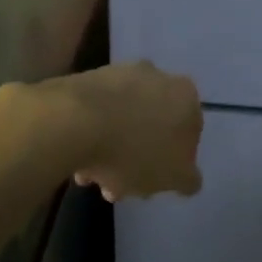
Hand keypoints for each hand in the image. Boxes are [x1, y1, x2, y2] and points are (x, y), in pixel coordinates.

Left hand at [57, 62, 203, 201]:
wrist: (72, 121)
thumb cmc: (134, 151)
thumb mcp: (173, 177)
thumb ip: (188, 179)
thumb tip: (189, 178)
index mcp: (185, 95)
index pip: (189, 134)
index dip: (172, 163)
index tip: (152, 184)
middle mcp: (156, 76)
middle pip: (151, 127)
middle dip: (137, 159)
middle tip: (119, 187)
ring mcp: (118, 74)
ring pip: (122, 121)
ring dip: (110, 151)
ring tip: (91, 180)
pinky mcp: (85, 79)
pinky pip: (95, 114)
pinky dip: (90, 137)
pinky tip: (77, 164)